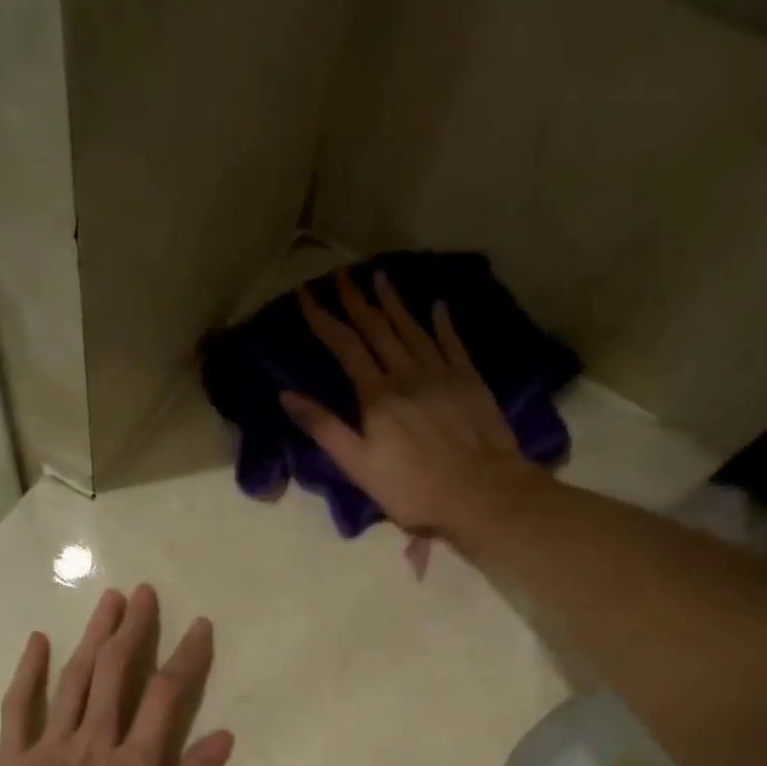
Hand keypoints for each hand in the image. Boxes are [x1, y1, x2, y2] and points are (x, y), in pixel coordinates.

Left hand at [0, 585, 233, 765]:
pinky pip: (18, 707)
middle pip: (116, 672)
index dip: (186, 657)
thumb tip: (221, 737)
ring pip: (74, 679)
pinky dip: (28, 671)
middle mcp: (92, 743)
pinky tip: (38, 641)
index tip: (200, 625)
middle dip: (133, 629)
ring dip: (93, 636)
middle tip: (144, 592)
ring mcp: (47, 747)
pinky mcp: (10, 761)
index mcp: (132, 765)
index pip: (166, 696)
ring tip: (108, 601)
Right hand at [285, 270, 545, 535]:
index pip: (345, 347)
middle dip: (357, 300)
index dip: (324, 319)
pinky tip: (436, 305)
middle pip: (378, 329)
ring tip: (380, 276)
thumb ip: (323, 428)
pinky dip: (442, 322)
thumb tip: (286, 396)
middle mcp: (407, 374)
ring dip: (394, 302)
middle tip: (342, 273)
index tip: (306, 294)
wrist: (480, 492)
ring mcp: (442, 373)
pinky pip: (453, 342)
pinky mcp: (470, 380)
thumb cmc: (412, 488)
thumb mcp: (358, 465)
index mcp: (377, 395)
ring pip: (413, 328)